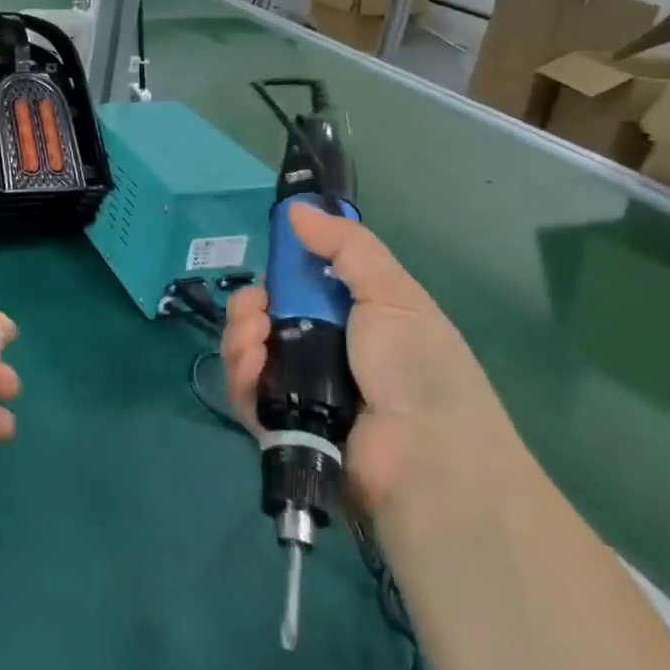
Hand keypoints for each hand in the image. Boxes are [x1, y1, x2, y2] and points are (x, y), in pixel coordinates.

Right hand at [220, 204, 513, 515]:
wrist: (429, 459)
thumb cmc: (418, 367)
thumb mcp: (393, 294)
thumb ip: (346, 247)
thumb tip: (296, 210)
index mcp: (353, 320)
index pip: (299, 288)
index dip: (280, 274)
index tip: (271, 266)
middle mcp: (322, 352)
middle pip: (265, 318)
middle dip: (250, 305)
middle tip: (258, 306)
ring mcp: (298, 390)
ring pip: (247, 351)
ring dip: (240, 335)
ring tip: (255, 335)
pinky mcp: (278, 425)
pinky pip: (244, 392)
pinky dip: (241, 373)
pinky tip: (252, 363)